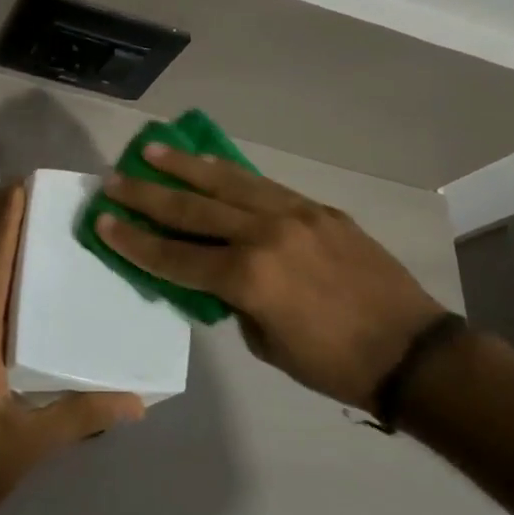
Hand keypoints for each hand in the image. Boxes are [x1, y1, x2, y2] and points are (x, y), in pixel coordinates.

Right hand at [99, 146, 446, 409]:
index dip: (134, 241)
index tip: (102, 221)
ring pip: (226, 183)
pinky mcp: (317, 209)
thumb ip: (234, 303)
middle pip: (192, 209)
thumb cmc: (334, 363)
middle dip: (146, 195)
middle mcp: (264, 235)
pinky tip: (209, 163)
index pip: (175, 256)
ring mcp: (293, 215)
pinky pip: (263, 185)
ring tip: (151, 151)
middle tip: (113, 179)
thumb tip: (217, 277)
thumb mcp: (267, 344)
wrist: (411, 350)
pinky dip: (230, 173)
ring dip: (184, 167)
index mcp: (248, 277)